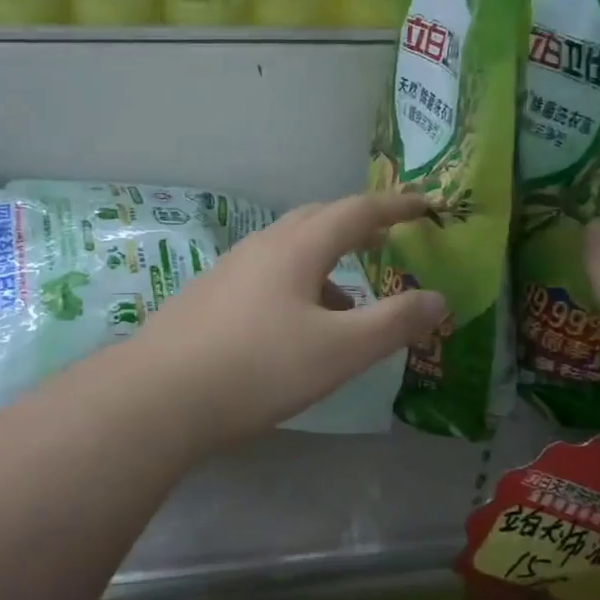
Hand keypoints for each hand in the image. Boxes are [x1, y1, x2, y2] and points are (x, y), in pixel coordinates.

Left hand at [131, 191, 448, 446]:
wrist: (161, 395)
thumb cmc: (259, 367)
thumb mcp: (339, 350)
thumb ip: (393, 322)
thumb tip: (438, 298)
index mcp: (297, 247)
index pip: (356, 210)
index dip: (396, 205)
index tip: (426, 204)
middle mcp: (261, 247)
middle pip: (316, 219)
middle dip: (356, 224)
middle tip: (385, 238)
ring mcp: (229, 270)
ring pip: (287, 250)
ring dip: (324, 262)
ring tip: (346, 302)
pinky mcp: (208, 297)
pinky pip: (265, 275)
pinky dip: (295, 284)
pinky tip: (294, 327)